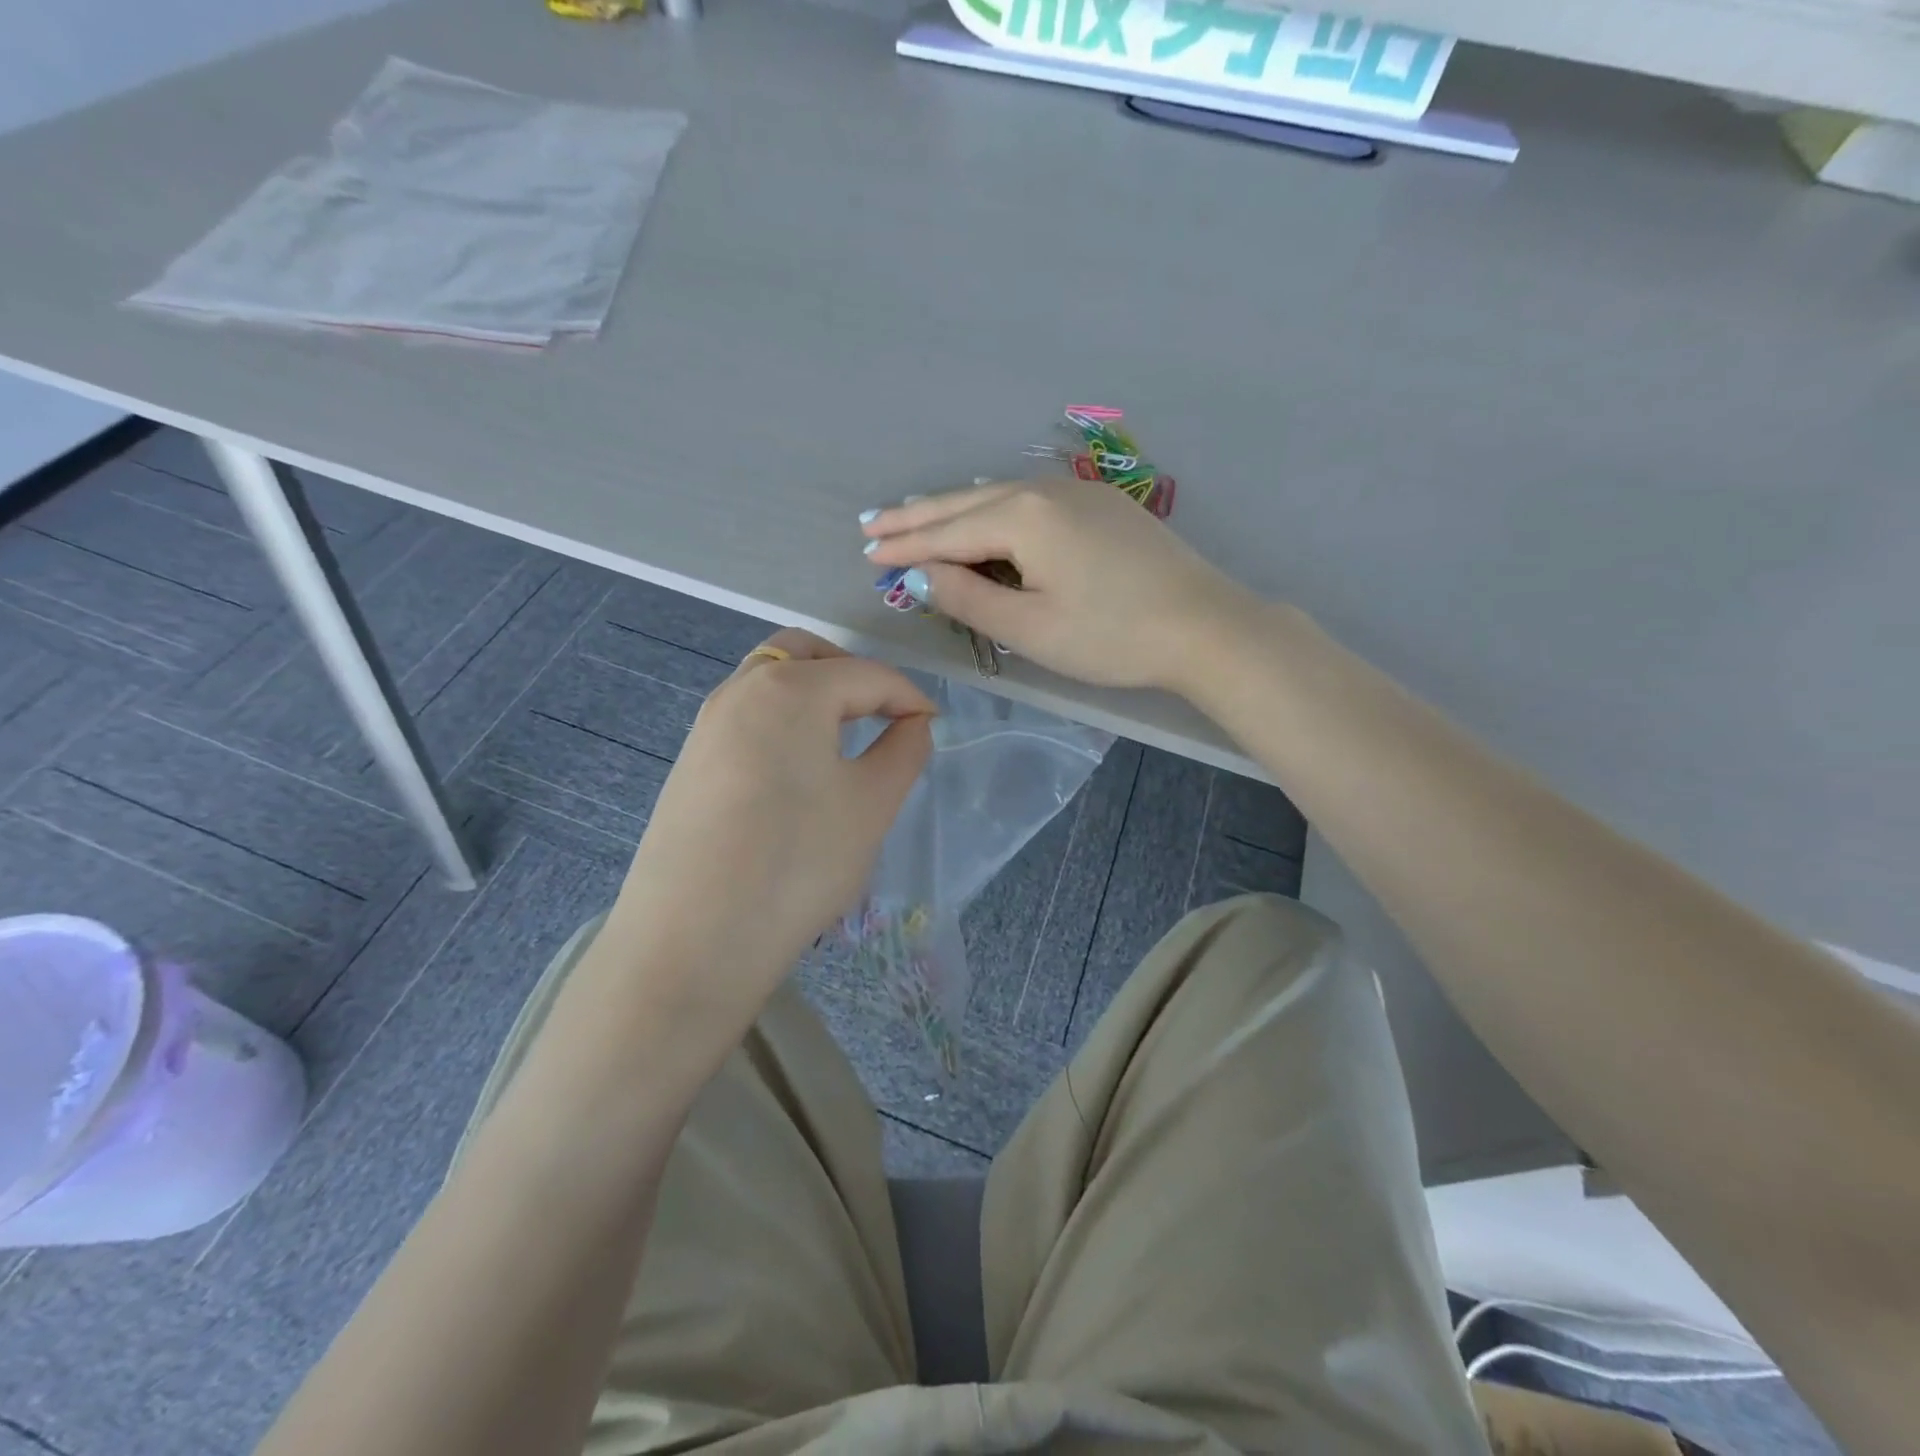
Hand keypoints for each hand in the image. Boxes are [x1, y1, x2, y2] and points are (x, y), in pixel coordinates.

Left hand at [608, 629, 933, 1030]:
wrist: (693, 940)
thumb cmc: (798, 862)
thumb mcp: (872, 804)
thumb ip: (904, 750)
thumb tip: (913, 723)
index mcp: (791, 688)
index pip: (867, 674)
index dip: (909, 697)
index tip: (933, 728)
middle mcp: (741, 689)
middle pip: (806, 655)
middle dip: (853, 675)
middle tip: (883, 716)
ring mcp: (707, 724)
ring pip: (771, 681)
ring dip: (814, 695)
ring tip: (844, 742)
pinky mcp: (690, 761)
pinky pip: (747, 716)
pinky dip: (782, 721)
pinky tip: (797, 772)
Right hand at [862, 477, 1258, 693]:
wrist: (1206, 626)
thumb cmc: (1111, 636)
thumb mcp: (1029, 628)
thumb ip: (969, 598)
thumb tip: (922, 575)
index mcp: (1023, 517)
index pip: (947, 532)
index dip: (905, 546)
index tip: (866, 553)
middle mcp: (1045, 490)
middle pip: (967, 502)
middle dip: (917, 516)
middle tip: (873, 523)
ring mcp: (1077, 491)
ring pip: (998, 496)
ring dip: (953, 509)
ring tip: (914, 515)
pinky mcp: (1101, 504)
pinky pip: (1029, 501)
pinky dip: (993, 511)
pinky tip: (983, 517)